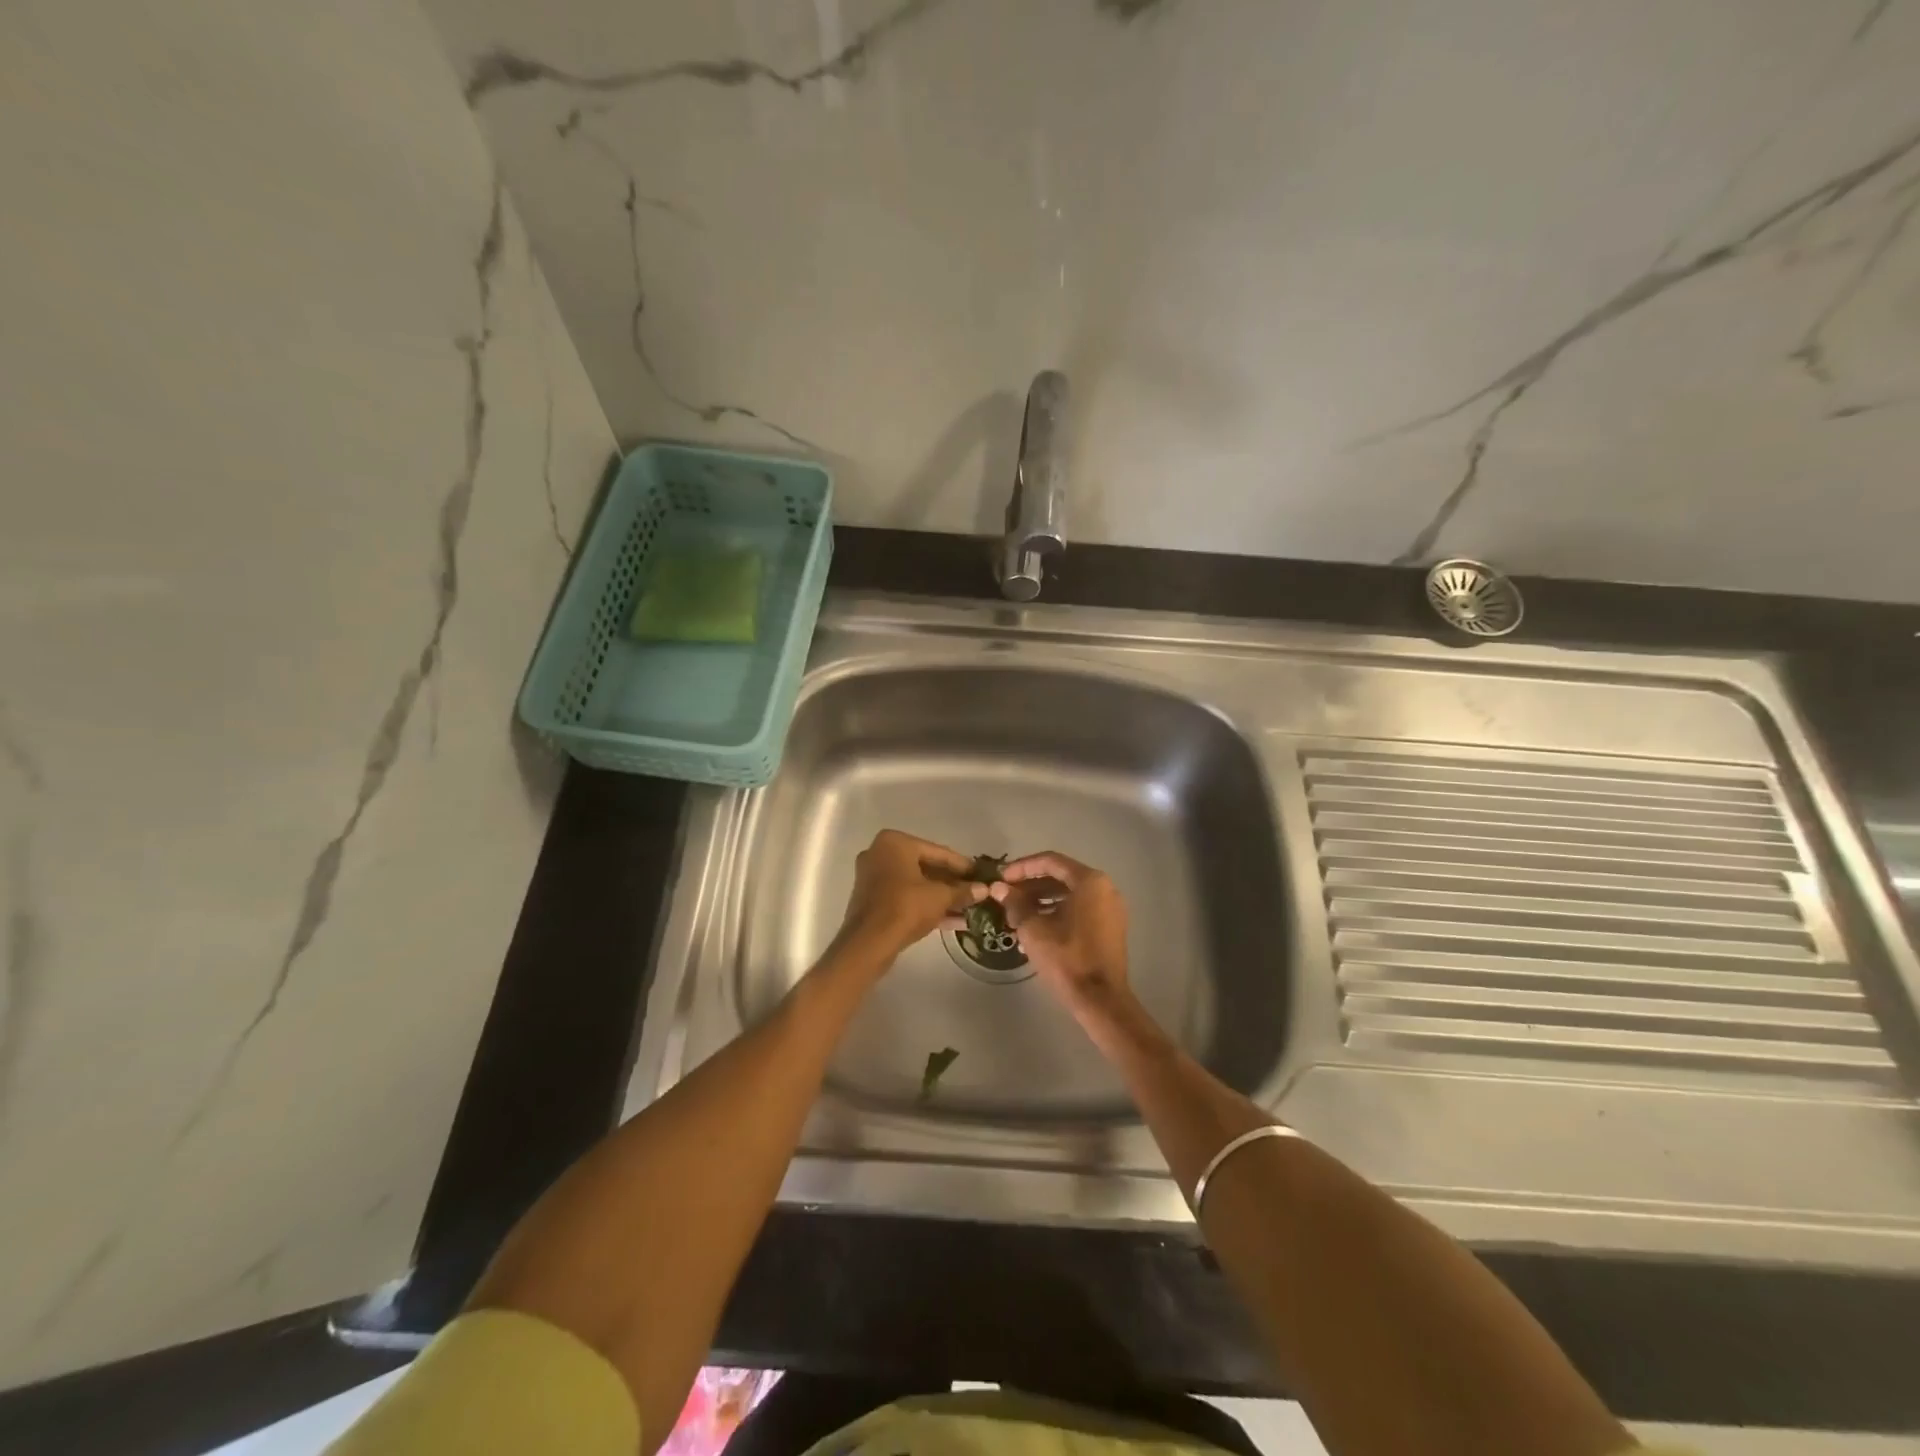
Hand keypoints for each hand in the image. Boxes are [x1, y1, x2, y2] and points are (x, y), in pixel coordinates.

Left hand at [837, 830, 986, 961]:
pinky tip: (953, 921)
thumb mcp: (940, 897)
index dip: (963, 866)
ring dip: (942, 897)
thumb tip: (985, 889)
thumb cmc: (905, 907)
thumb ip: (963, 891)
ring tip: (969, 909)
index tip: (982, 874)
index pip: (937, 852)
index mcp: (895, 843)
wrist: (868, 943)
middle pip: (926, 867)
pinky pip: (905, 898)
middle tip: (975, 892)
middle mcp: (880, 854)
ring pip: (916, 885)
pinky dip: (926, 906)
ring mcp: (874, 878)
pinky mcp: (873, 900)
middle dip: (952, 883)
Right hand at [991, 852, 1130, 1021]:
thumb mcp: (1033, 929)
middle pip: (1061, 877)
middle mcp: (1104, 889)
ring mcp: (1110, 909)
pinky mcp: (1110, 928)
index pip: (1050, 861)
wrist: (1101, 1001)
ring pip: (1069, 895)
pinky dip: (1057, 914)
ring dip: (1041, 902)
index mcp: (1090, 882)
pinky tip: (1034, 931)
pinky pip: (1079, 910)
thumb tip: (998, 888)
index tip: (1001, 878)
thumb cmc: (1067, 959)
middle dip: (1030, 886)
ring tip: (1015, 916)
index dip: (1022, 867)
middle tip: (1006, 897)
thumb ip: (1015, 903)